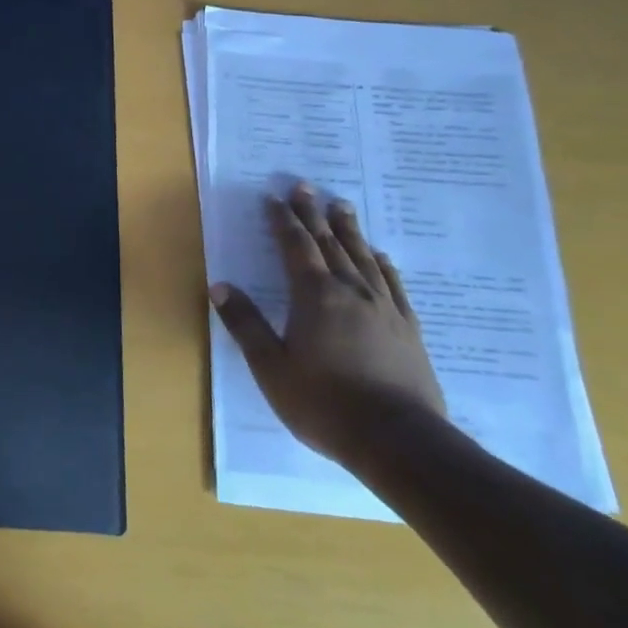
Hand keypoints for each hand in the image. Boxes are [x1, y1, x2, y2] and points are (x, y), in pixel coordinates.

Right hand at [209, 182, 446, 467]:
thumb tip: (220, 286)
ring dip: (349, 230)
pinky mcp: (407, 329)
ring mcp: (384, 309)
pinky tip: (381, 256)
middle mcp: (351, 292)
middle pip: (330, 244)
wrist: (398, 440)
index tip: (274, 197)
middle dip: (314, 214)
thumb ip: (246, 324)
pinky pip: (393, 284)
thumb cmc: (324, 403)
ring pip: (363, 257)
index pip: (295, 248)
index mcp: (315, 297)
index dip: (283, 221)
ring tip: (342, 205)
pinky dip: (383, 264)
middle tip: (305, 187)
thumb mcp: (271, 367)